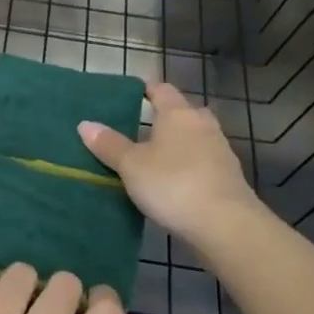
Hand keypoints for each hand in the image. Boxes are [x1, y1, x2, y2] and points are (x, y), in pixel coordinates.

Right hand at [79, 82, 262, 246]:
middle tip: (140, 129)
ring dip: (178, 144)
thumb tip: (85, 124)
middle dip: (164, 118)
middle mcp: (202, 125)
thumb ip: (109, 144)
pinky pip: (203, 161)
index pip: (161, 90)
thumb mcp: (131, 166)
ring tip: (154, 158)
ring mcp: (220, 150)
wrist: (225, 224)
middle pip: (183, 112)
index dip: (146, 89)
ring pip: (195, 138)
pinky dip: (189, 165)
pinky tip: (174, 182)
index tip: (129, 95)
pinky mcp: (229, 177)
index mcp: (178, 113)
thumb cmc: (172, 184)